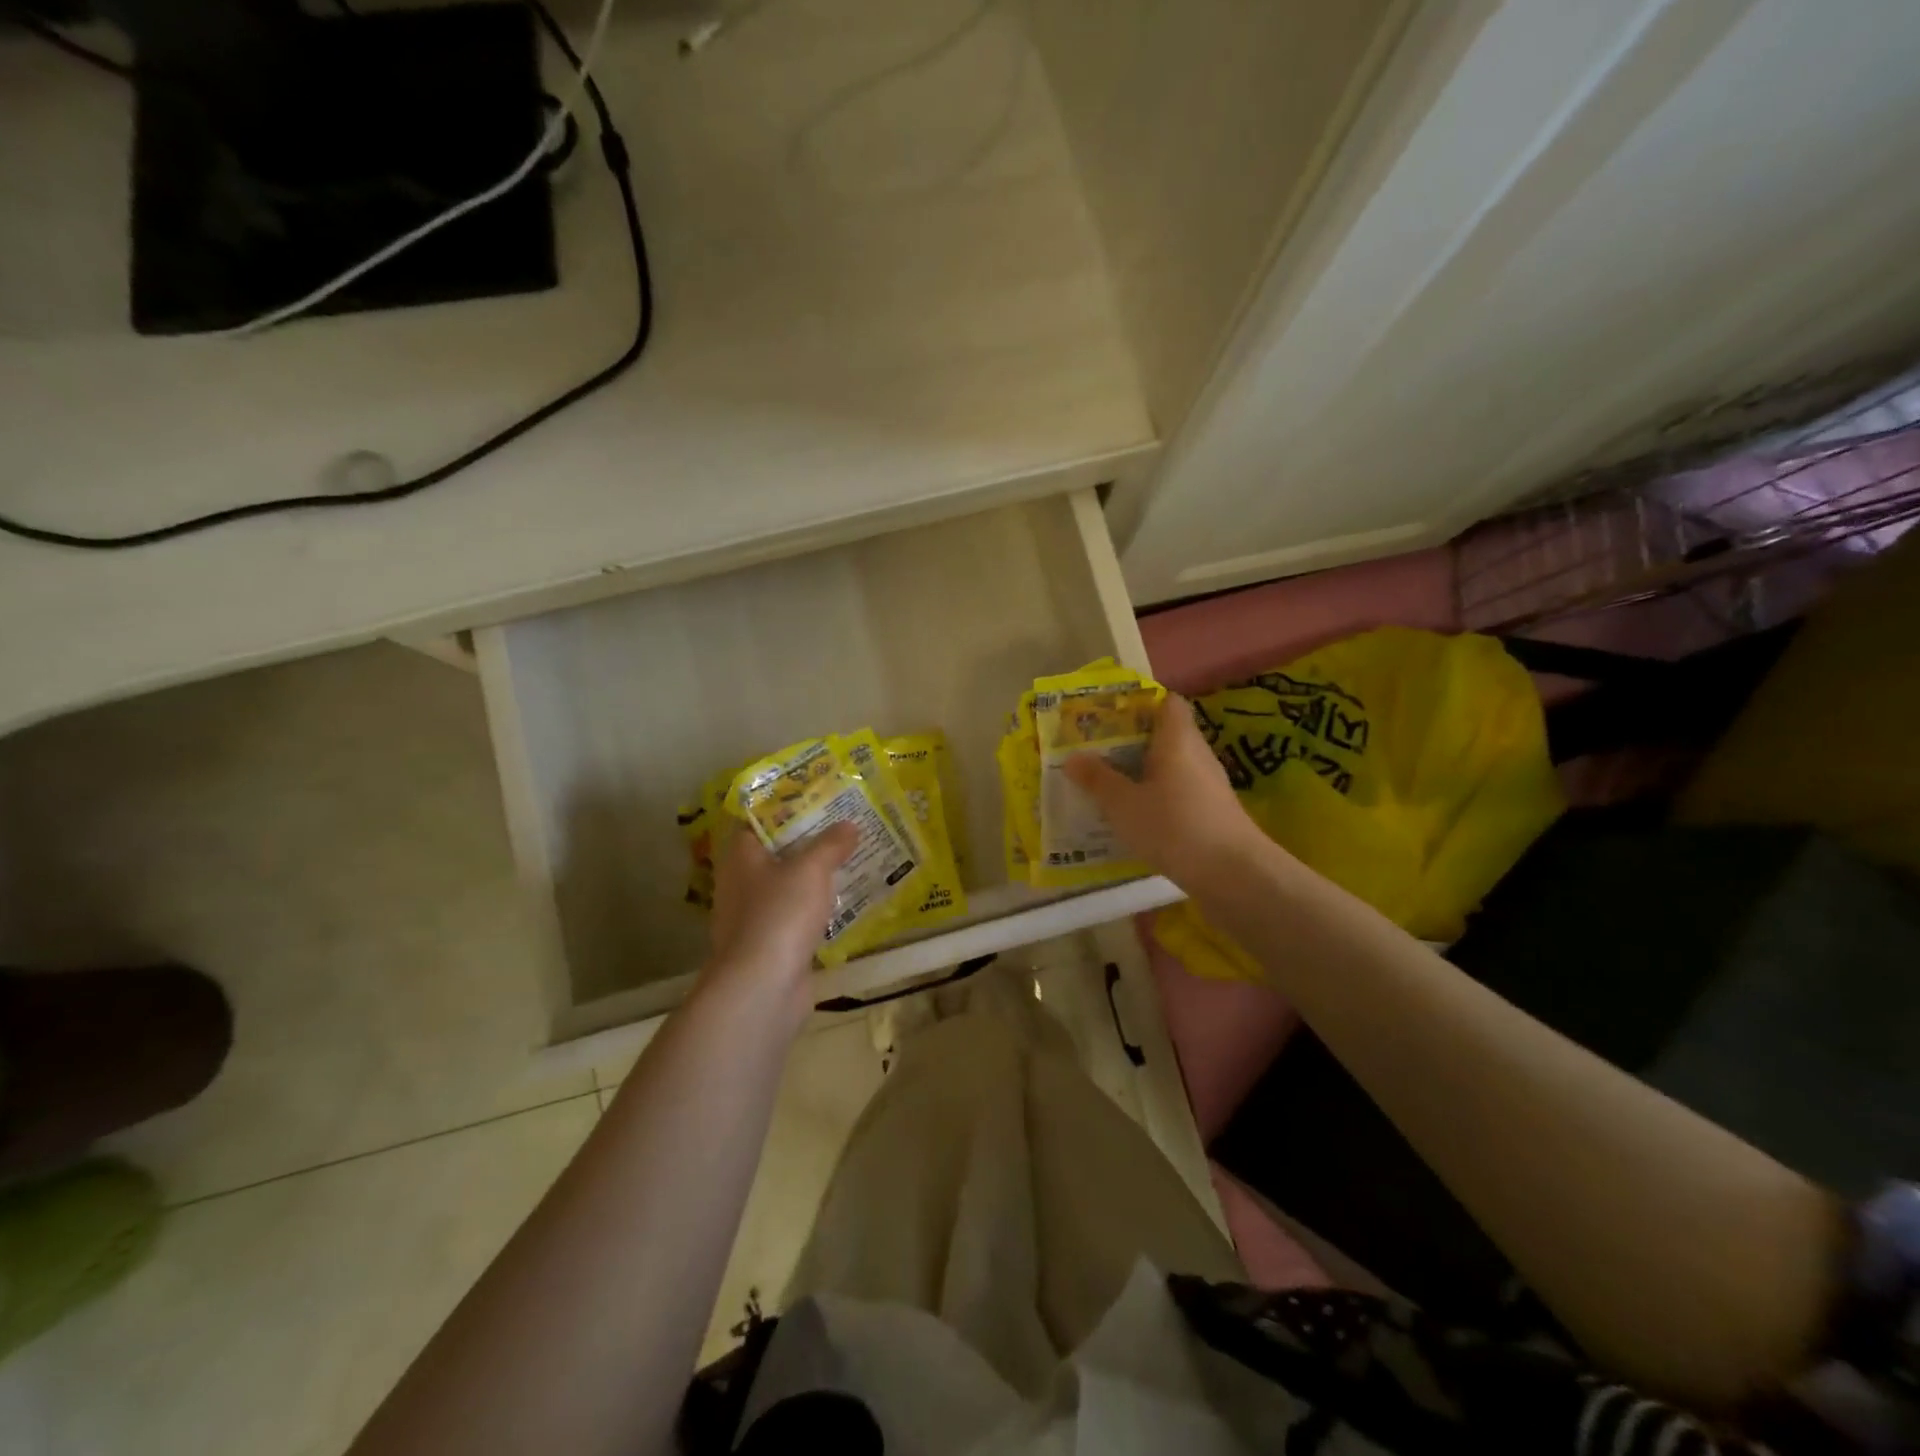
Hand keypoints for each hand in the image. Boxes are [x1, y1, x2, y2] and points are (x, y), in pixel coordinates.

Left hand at [704, 821, 857, 1013]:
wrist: (762, 986)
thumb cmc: (779, 914)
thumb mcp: (811, 869)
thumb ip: (830, 844)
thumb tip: (849, 825)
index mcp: (741, 855)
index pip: (757, 819)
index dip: (784, 806)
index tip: (816, 797)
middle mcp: (741, 882)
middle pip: (775, 852)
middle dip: (807, 840)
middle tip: (843, 825)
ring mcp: (753, 916)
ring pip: (786, 885)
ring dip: (812, 876)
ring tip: (850, 859)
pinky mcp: (769, 945)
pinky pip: (795, 916)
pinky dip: (815, 908)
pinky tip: (843, 902)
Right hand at [1064, 694, 1272, 891]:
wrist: (1233, 874)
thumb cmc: (1174, 826)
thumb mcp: (1123, 804)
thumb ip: (1097, 779)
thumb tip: (1072, 757)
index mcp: (1177, 739)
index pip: (1167, 702)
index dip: (1141, 702)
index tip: (1111, 712)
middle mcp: (1197, 754)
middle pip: (1166, 734)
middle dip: (1133, 739)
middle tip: (1098, 748)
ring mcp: (1209, 784)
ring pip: (1172, 766)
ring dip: (1144, 771)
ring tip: (1109, 781)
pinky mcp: (1212, 812)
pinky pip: (1179, 792)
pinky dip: (1157, 796)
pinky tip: (1135, 815)